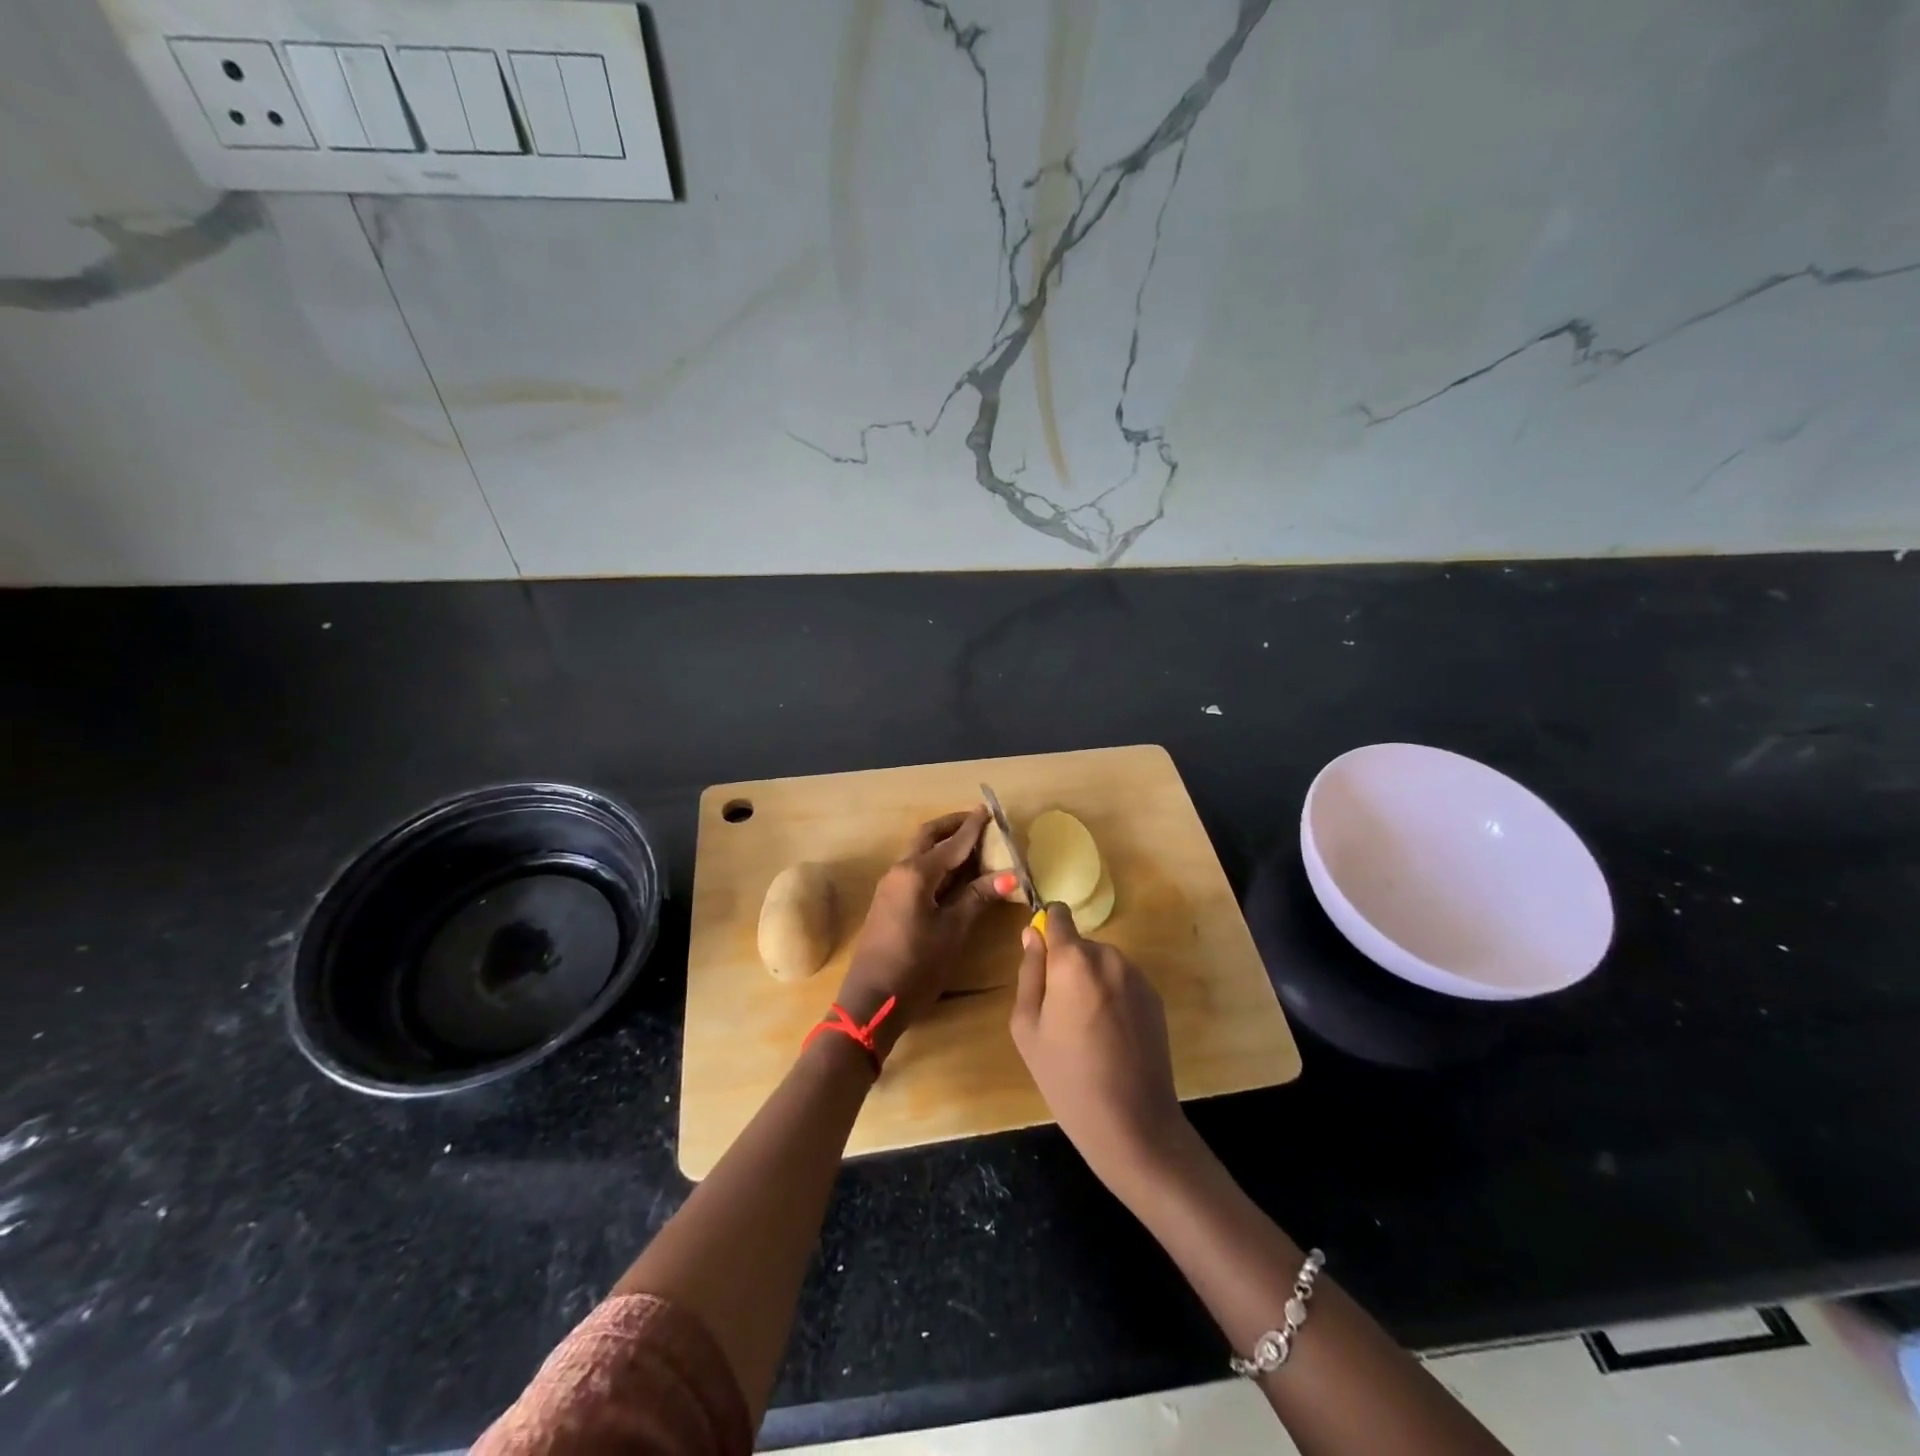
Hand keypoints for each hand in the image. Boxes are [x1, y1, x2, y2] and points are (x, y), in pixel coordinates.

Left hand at [840, 808, 1011, 1054]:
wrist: (872, 1000)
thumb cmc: (916, 966)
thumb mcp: (953, 931)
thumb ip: (978, 898)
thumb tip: (1009, 874)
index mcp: (916, 874)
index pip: (952, 843)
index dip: (973, 828)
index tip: (990, 810)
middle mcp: (900, 871)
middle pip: (928, 837)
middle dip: (953, 826)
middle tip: (979, 822)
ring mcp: (891, 886)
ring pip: (919, 852)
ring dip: (943, 844)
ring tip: (972, 845)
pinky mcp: (889, 901)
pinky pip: (915, 869)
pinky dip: (936, 862)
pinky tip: (954, 874)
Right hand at [1009, 905, 1189, 1197]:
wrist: (1133, 1123)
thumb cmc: (1067, 1077)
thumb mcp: (1027, 1027)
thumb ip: (1029, 972)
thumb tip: (1032, 934)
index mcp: (1073, 960)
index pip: (1058, 915)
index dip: (1047, 929)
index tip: (1040, 958)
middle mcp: (1109, 956)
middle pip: (1079, 945)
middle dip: (1066, 966)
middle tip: (1059, 1014)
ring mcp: (1137, 976)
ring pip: (1102, 963)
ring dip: (1090, 981)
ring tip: (1086, 1030)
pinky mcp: (1155, 997)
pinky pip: (1123, 982)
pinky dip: (1112, 996)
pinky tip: (1111, 1036)